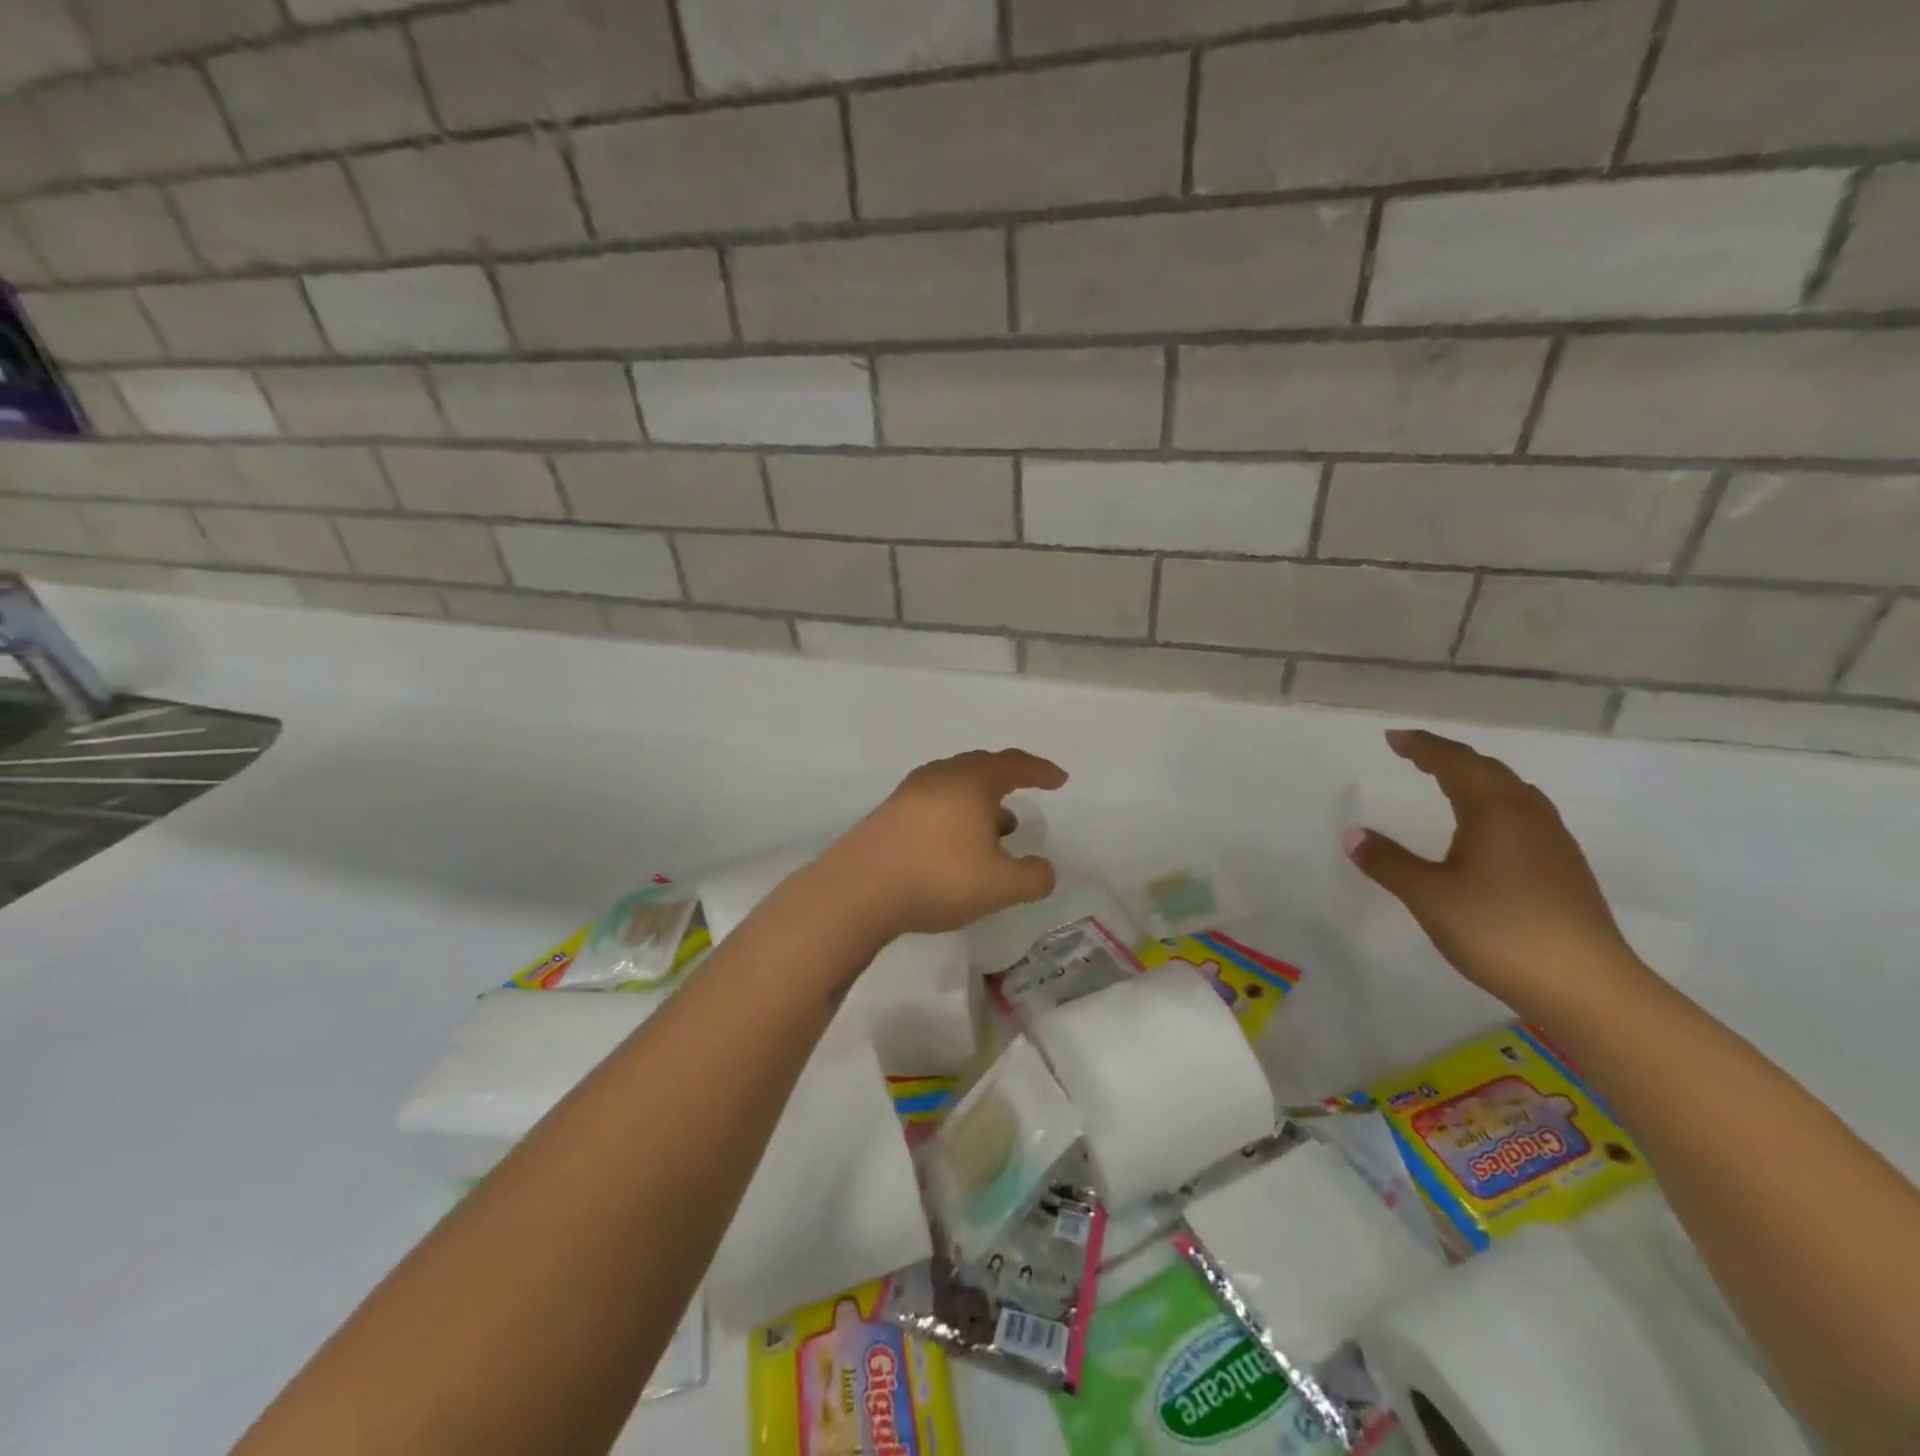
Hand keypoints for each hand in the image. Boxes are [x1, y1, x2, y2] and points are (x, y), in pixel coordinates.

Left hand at [827, 749, 1067, 937]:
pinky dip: (955, 816)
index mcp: (972, 782)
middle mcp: (941, 777)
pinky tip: (955, 845)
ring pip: (955, 786)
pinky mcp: (889, 814)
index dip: (1040, 771)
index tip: (1059, 780)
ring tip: (996, 830)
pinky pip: (934, 803)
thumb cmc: (938, 876)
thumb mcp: (1000, 886)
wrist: (859, 888)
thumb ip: (1033, 878)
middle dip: (1007, 780)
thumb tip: (1044, 870)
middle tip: (1024, 794)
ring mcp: (910, 793)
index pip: (1015, 764)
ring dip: (980, 802)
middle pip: (981, 767)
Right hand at [1346, 730, 1648, 1019]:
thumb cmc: (1498, 930)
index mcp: (1495, 811)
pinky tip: (1486, 829)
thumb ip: (1388, 862)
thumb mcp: (1428, 895)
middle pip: (1488, 770)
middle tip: (1415, 755)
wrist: (1586, 987)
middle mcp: (1529, 816)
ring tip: (1448, 783)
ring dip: (1476, 779)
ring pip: (1512, 792)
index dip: (1423, 746)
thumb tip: (1353, 834)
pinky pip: (1524, 814)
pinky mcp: (1565, 868)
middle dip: (1449, 758)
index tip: (1394, 738)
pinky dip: (1494, 803)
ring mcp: (1553, 842)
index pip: (1455, 763)